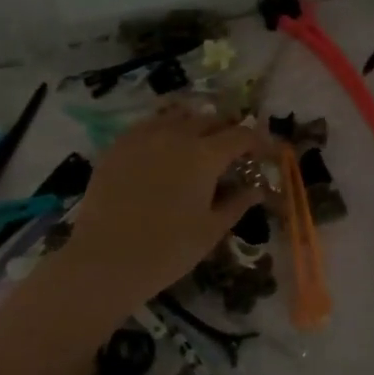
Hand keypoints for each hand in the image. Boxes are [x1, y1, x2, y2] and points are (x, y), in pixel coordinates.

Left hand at [61, 105, 266, 309]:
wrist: (106, 259)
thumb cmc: (168, 250)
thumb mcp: (211, 229)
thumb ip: (237, 203)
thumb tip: (257, 189)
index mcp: (205, 156)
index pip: (242, 135)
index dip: (259, 142)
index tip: (267, 153)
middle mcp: (176, 135)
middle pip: (211, 118)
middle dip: (229, 130)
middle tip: (236, 150)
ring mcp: (143, 136)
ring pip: (178, 115)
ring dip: (197, 123)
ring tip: (201, 141)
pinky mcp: (118, 145)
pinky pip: (149, 124)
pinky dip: (166, 128)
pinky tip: (166, 146)